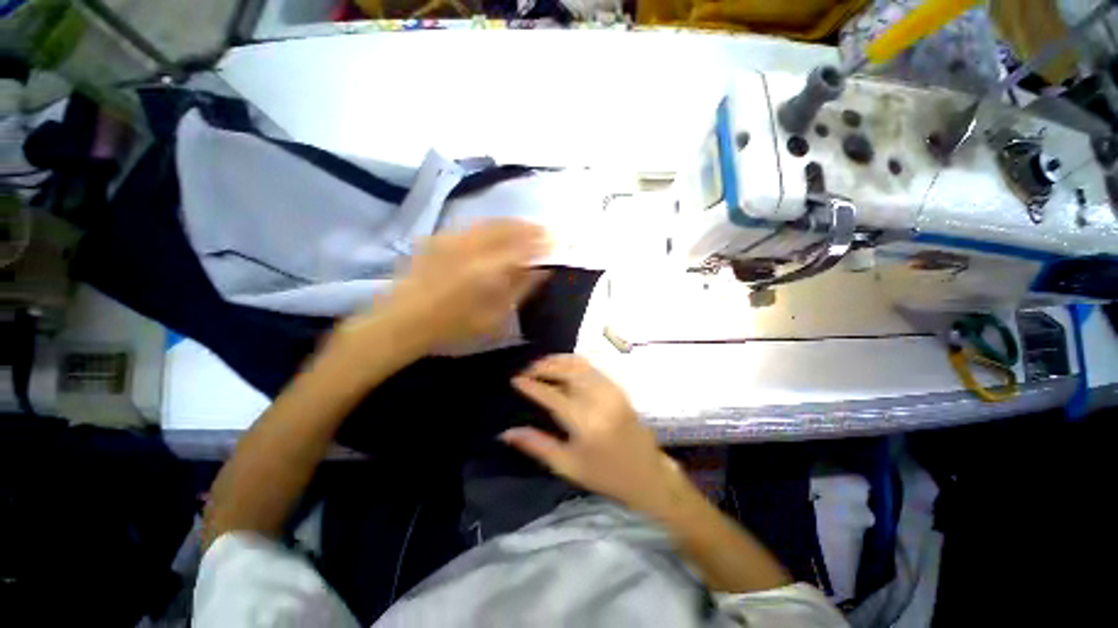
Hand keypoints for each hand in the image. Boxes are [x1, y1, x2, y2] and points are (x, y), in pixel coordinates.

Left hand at [343, 219, 549, 352]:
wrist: (403, 321)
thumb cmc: (453, 327)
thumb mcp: (494, 317)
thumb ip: (520, 290)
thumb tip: (542, 271)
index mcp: (490, 268)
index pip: (525, 247)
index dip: (544, 242)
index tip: (558, 240)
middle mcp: (473, 247)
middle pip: (509, 228)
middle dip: (531, 227)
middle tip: (547, 230)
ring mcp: (454, 239)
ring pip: (490, 222)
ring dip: (512, 223)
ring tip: (527, 226)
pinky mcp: (440, 239)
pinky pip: (472, 225)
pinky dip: (490, 224)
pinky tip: (496, 229)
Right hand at [503, 354, 683, 514]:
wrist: (646, 473)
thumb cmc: (604, 475)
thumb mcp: (567, 466)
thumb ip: (536, 445)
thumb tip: (506, 433)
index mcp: (585, 422)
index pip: (551, 395)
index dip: (531, 385)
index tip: (515, 380)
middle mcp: (598, 400)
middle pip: (567, 372)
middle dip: (543, 366)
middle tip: (527, 371)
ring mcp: (611, 390)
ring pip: (580, 365)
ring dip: (558, 361)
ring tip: (541, 365)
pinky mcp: (617, 388)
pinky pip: (593, 367)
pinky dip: (574, 362)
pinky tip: (563, 367)